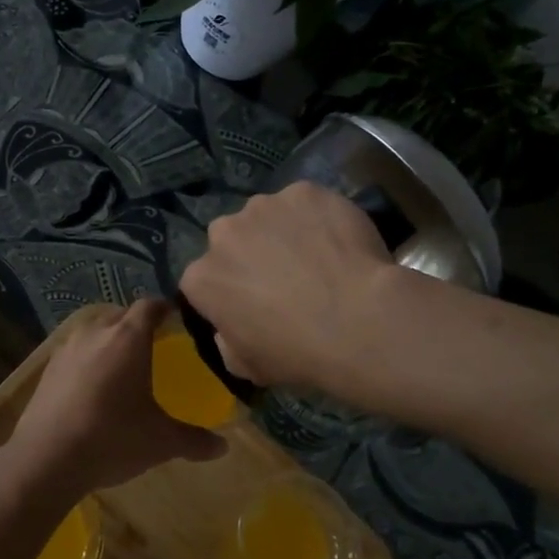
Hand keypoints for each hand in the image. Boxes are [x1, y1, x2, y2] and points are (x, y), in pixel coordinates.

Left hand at [0, 300, 226, 508]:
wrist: (46, 458)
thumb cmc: (113, 439)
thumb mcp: (161, 441)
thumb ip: (194, 440)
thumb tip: (223, 447)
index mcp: (128, 338)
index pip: (150, 306)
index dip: (164, 308)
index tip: (175, 318)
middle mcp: (97, 332)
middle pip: (121, 314)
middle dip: (137, 323)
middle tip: (153, 344)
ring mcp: (67, 348)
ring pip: (94, 330)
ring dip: (109, 338)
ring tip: (121, 363)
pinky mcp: (47, 368)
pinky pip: (75, 351)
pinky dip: (87, 358)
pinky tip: (91, 384)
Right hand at [179, 182, 396, 391]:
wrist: (357, 321)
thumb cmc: (297, 353)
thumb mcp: (248, 367)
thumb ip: (227, 341)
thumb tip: (231, 327)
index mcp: (201, 278)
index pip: (204, 280)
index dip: (228, 292)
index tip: (252, 306)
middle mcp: (222, 233)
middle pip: (230, 240)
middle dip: (249, 254)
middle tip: (285, 279)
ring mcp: (263, 206)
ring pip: (267, 216)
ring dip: (282, 232)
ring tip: (317, 257)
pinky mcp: (303, 191)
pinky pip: (305, 204)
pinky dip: (317, 217)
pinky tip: (339, 241)